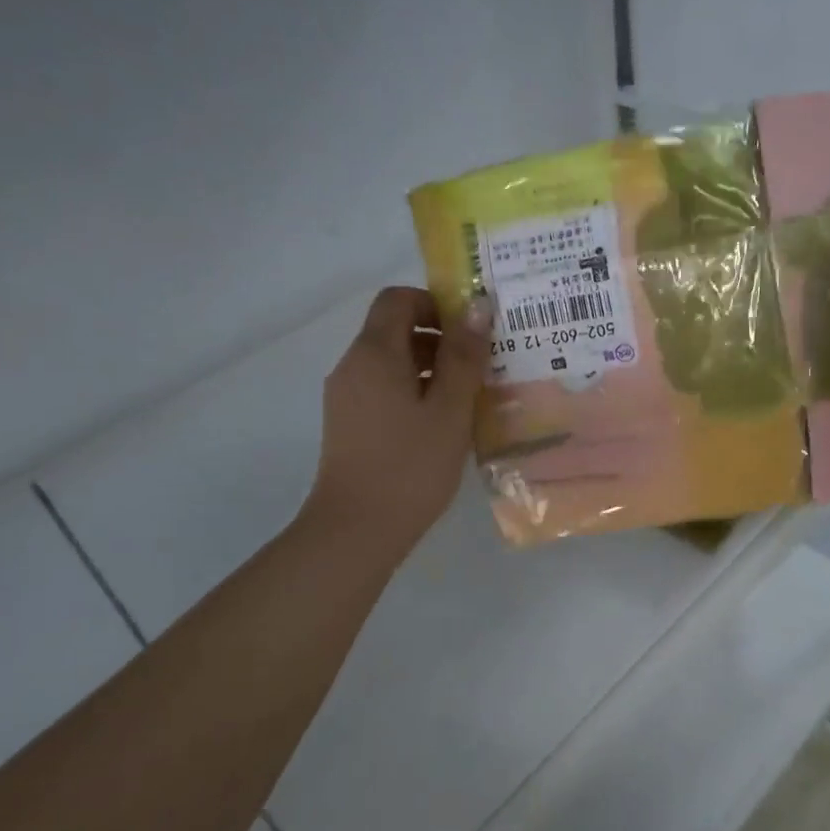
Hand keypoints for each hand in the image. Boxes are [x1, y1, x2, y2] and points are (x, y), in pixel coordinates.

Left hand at [303, 286, 491, 567]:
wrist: (355, 531)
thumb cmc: (409, 466)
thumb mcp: (449, 409)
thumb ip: (464, 356)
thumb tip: (477, 306)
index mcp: (374, 353)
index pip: (399, 299)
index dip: (436, 304)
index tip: (472, 332)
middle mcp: (353, 366)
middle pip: (395, 329)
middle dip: (440, 338)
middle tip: (482, 365)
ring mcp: (347, 397)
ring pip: (392, 362)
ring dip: (431, 368)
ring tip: (470, 397)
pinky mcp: (349, 424)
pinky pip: (384, 389)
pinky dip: (414, 391)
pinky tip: (442, 424)